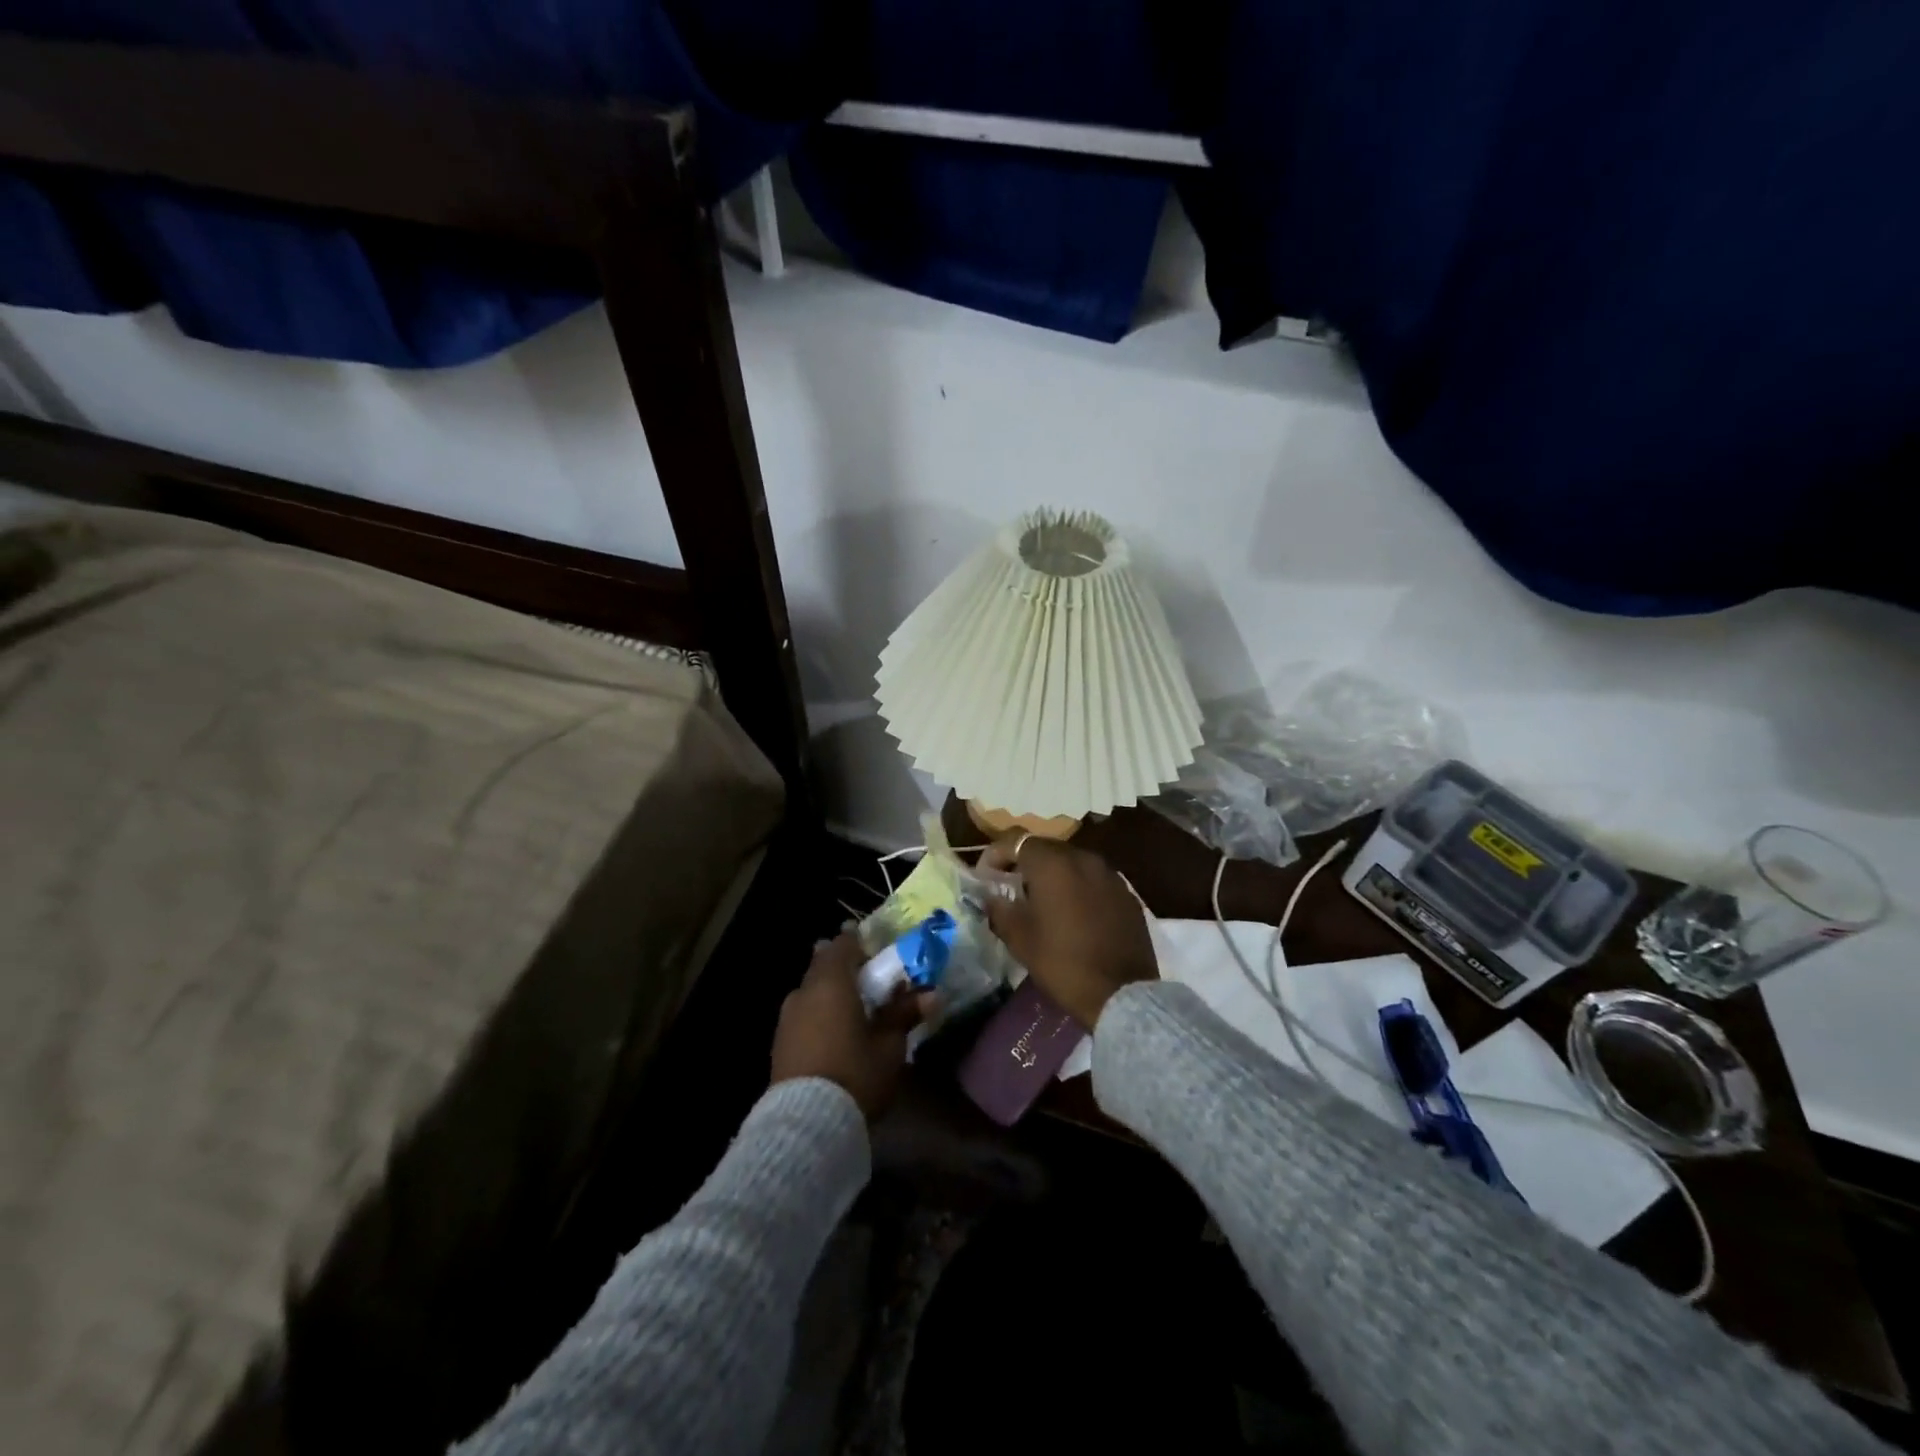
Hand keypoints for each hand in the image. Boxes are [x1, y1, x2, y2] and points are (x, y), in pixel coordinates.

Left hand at [771, 933, 929, 1120]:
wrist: (806, 1125)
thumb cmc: (855, 1074)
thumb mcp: (889, 1046)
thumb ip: (905, 1014)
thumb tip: (930, 993)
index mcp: (831, 981)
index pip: (844, 943)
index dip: (862, 943)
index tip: (879, 951)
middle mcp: (804, 991)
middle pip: (824, 965)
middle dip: (846, 968)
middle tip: (871, 981)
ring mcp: (787, 1017)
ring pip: (812, 990)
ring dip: (832, 993)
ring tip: (856, 1010)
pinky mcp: (779, 1043)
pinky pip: (803, 1013)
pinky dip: (820, 1013)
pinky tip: (836, 1033)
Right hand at [981, 836, 1157, 1028]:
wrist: (1122, 994)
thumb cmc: (1062, 962)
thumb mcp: (1020, 939)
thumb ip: (1000, 909)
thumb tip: (991, 896)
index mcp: (1053, 864)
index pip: (1016, 840)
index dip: (995, 854)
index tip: (985, 876)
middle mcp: (1083, 858)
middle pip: (1045, 848)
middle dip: (1024, 862)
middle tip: (1010, 886)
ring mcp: (1109, 874)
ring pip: (1072, 862)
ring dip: (1052, 874)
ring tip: (1041, 900)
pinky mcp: (1126, 893)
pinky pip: (1093, 879)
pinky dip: (1077, 887)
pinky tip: (1073, 912)